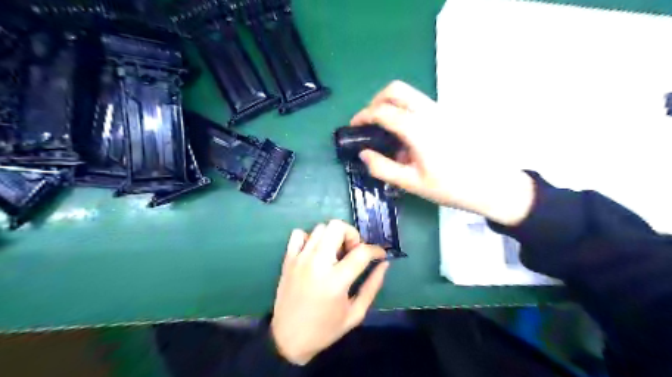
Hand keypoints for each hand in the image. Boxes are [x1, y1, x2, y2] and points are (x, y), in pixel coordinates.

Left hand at [271, 220, 391, 365]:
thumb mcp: (355, 313)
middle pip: (337, 227)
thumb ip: (372, 286)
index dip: (376, 250)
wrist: (287, 339)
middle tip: (353, 252)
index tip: (380, 255)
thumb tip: (384, 264)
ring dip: (333, 236)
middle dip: (352, 235)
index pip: (362, 252)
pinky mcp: (288, 259)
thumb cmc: (325, 329)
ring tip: (335, 254)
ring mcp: (300, 259)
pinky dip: (310, 238)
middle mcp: (317, 263)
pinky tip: (315, 252)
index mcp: (336, 280)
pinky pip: (298, 234)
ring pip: (320, 228)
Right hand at [351, 79, 535, 225]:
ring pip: (409, 94)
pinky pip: (420, 103)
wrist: (492, 184)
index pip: (382, 111)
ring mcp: (441, 110)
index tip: (354, 127)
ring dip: (391, 105)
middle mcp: (429, 112)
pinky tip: (406, 136)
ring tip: (385, 131)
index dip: (362, 116)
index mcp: (417, 128)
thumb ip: (383, 168)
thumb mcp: (412, 183)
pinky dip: (405, 110)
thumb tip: (363, 154)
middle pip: (395, 90)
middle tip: (369, 122)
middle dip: (375, 101)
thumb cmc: (451, 187)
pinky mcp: (448, 115)